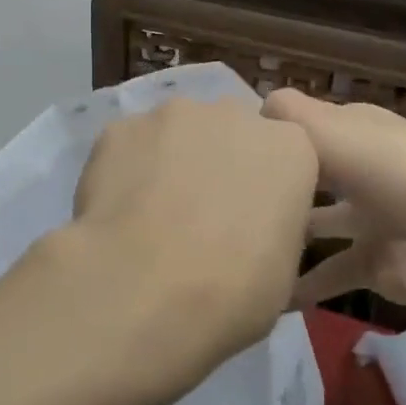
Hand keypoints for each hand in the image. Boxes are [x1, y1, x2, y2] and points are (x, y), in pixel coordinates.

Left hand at [56, 95, 318, 404]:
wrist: (143, 289)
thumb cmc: (232, 290)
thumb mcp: (283, 273)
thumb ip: (273, 227)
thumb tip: (252, 227)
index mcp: (289, 147)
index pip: (284, 154)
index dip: (265, 187)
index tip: (250, 221)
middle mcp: (234, 114)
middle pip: (230, 131)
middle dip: (219, 162)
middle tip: (200, 217)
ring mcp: (173, 114)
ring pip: (176, 132)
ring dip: (170, 161)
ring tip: (150, 215)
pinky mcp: (121, 126)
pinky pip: (130, 145)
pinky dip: (125, 169)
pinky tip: (116, 212)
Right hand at [261, 90, 405, 311]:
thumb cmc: (384, 170)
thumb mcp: (329, 129)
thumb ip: (289, 114)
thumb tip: (258, 105)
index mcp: (363, 129)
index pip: (317, 123)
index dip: (284, 131)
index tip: (242, 146)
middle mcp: (370, 168)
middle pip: (321, 171)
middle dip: (287, 181)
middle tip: (238, 193)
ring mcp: (376, 217)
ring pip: (323, 222)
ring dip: (292, 233)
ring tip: (247, 242)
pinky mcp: (376, 262)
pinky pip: (331, 273)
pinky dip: (304, 285)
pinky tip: (270, 294)